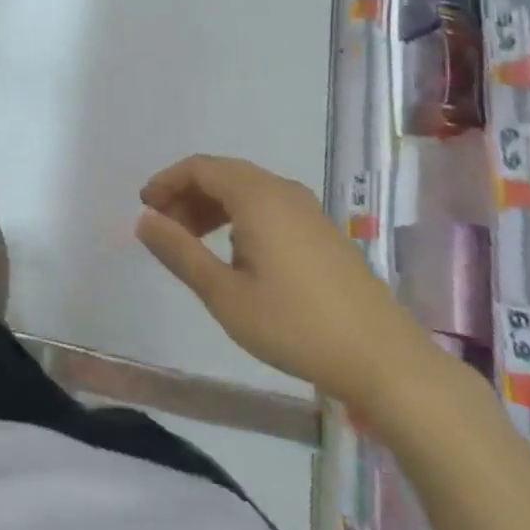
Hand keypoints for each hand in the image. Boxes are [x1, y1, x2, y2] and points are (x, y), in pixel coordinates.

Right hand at [136, 155, 439, 414]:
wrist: (386, 360)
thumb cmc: (297, 326)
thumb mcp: (226, 295)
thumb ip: (180, 252)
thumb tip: (144, 219)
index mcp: (257, 196)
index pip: (200, 168)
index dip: (167, 181)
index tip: (145, 207)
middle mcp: (283, 191)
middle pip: (223, 174)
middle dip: (187, 194)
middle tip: (164, 227)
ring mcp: (308, 210)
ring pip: (247, 190)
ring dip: (213, 207)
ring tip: (192, 242)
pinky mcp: (323, 232)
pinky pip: (269, 206)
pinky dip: (240, 217)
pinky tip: (236, 255)